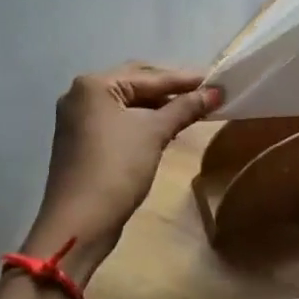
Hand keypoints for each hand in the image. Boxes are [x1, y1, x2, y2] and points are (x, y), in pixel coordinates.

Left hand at [26, 64, 219, 269]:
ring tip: (193, 109)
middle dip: (172, 88)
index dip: (186, 79)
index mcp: (94, 85)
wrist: (80, 222)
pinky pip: (120, 120)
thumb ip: (185, 107)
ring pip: (129, 103)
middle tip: (207, 92)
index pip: (150, 76)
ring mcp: (79, 119)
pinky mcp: (83, 141)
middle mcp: (82, 95)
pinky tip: (168, 127)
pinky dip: (145, 120)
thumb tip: (217, 92)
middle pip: (136, 84)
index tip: (218, 80)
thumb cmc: (117, 168)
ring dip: (160, 105)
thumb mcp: (155, 133)